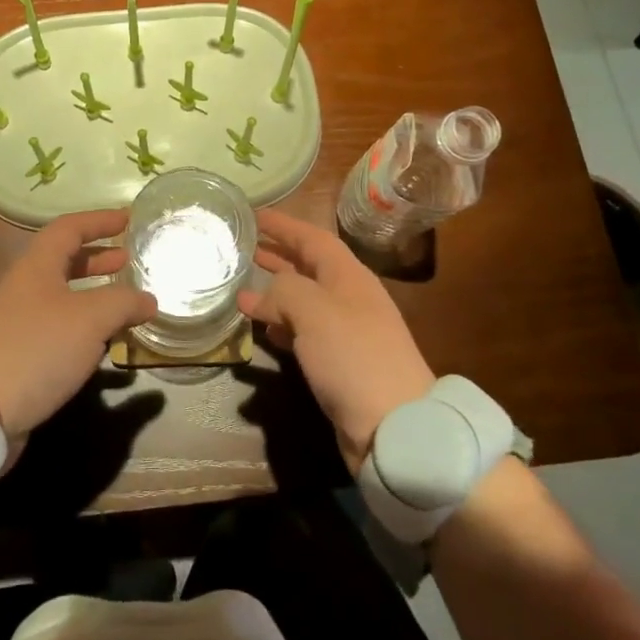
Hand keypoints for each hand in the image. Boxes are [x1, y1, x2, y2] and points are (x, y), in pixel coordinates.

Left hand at [0, 209, 156, 441]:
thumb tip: (149, 299)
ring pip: (63, 297)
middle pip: (64, 261)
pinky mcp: (20, 356)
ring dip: (94, 295)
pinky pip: (59, 328)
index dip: (98, 220)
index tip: (127, 219)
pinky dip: (85, 326)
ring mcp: (19, 323)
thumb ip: (123, 303)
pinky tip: (102, 343)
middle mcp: (25, 288)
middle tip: (127, 260)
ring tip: (124, 303)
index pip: (69, 228)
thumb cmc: (36, 348)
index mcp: (37, 266)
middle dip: (97, 258)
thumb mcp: (90, 318)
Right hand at [238, 209, 435, 472]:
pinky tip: (265, 330)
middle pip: (309, 266)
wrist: (395, 426)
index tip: (253, 214)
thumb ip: (283, 292)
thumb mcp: (314, 311)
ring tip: (244, 288)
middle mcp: (350, 297)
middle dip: (278, 254)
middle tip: (244, 247)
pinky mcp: (341, 362)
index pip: (312, 237)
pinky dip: (284, 324)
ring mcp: (347, 331)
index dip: (283, 225)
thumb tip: (255, 296)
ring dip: (276, 291)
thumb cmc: (353, 356)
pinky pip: (306, 331)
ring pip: (306, 300)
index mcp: (349, 276)